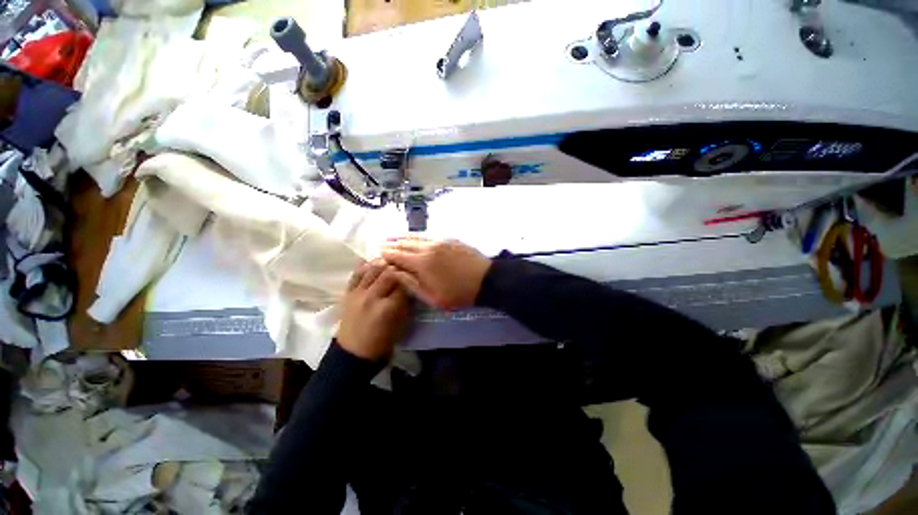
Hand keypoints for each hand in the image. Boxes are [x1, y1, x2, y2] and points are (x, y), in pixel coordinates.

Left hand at [337, 260, 411, 360]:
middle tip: (405, 265)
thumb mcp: (402, 323)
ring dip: (383, 263)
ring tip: (390, 260)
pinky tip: (372, 261)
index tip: (415, 274)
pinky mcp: (348, 293)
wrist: (355, 352)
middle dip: (399, 267)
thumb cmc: (383, 340)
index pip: (403, 284)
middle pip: (388, 273)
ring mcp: (358, 294)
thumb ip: (406, 303)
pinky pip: (356, 274)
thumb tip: (411, 286)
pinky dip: (364, 266)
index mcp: (388, 308)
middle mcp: (372, 297)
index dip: (411, 277)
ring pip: (372, 270)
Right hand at [381, 238, 491, 309]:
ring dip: (404, 238)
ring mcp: (441, 241)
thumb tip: (394, 273)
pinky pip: (430, 236)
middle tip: (382, 245)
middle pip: (405, 243)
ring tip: (394, 238)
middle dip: (392, 244)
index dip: (386, 254)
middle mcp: (428, 247)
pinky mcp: (450, 239)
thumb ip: (411, 284)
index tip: (378, 254)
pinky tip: (416, 238)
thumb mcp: (433, 297)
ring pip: (417, 237)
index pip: (397, 255)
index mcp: (422, 263)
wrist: (486, 280)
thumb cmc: (459, 293)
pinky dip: (418, 237)